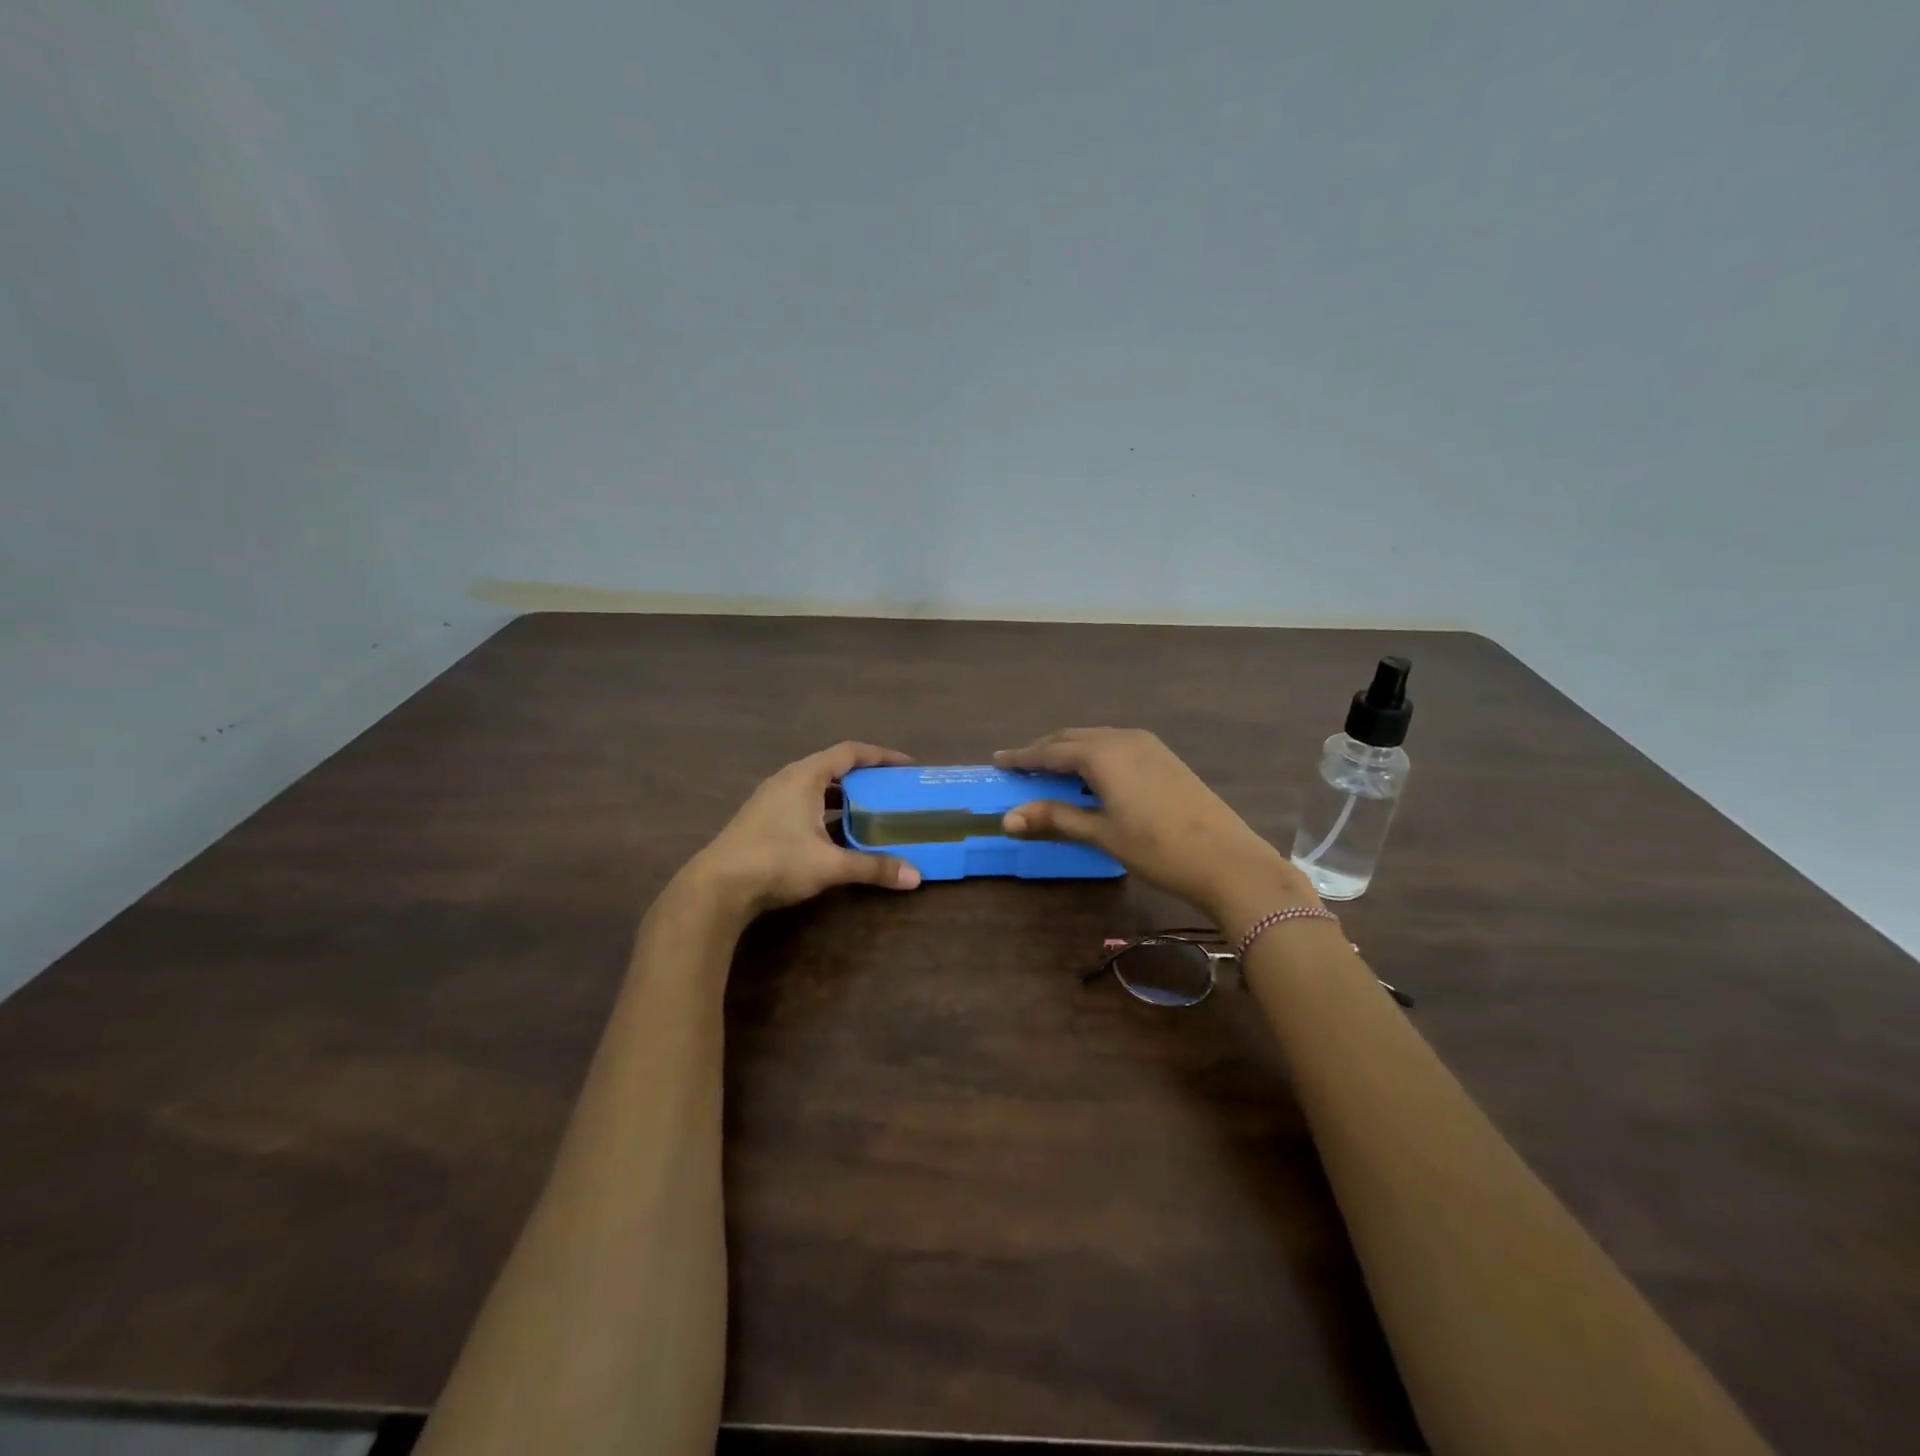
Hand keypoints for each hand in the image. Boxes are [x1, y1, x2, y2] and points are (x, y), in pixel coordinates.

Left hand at [684, 741, 923, 919]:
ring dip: (845, 797)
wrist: (717, 887)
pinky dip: (826, 812)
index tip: (906, 766)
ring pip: (817, 788)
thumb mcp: (830, 865)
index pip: (850, 752)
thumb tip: (915, 877)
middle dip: (865, 777)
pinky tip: (838, 835)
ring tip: (871, 812)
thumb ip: (873, 867)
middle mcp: (788, 780)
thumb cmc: (776, 861)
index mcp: (806, 776)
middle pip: (834, 767)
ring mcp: (772, 800)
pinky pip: (804, 804)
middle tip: (892, 790)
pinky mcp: (763, 820)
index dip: (881, 756)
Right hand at [994, 728, 1312, 928]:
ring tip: (1050, 770)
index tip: (998, 759)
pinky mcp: (1164, 756)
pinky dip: (1093, 755)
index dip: (1023, 757)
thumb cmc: (1157, 848)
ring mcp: (1148, 745)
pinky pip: (1116, 745)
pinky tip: (1091, 775)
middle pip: (1072, 738)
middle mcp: (1123, 738)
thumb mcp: (1101, 833)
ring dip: (1069, 751)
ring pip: (1095, 739)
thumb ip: (1055, 818)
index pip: (1051, 751)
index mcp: (1103, 754)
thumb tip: (1007, 819)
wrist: (1227, 859)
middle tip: (1020, 765)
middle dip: (1044, 750)